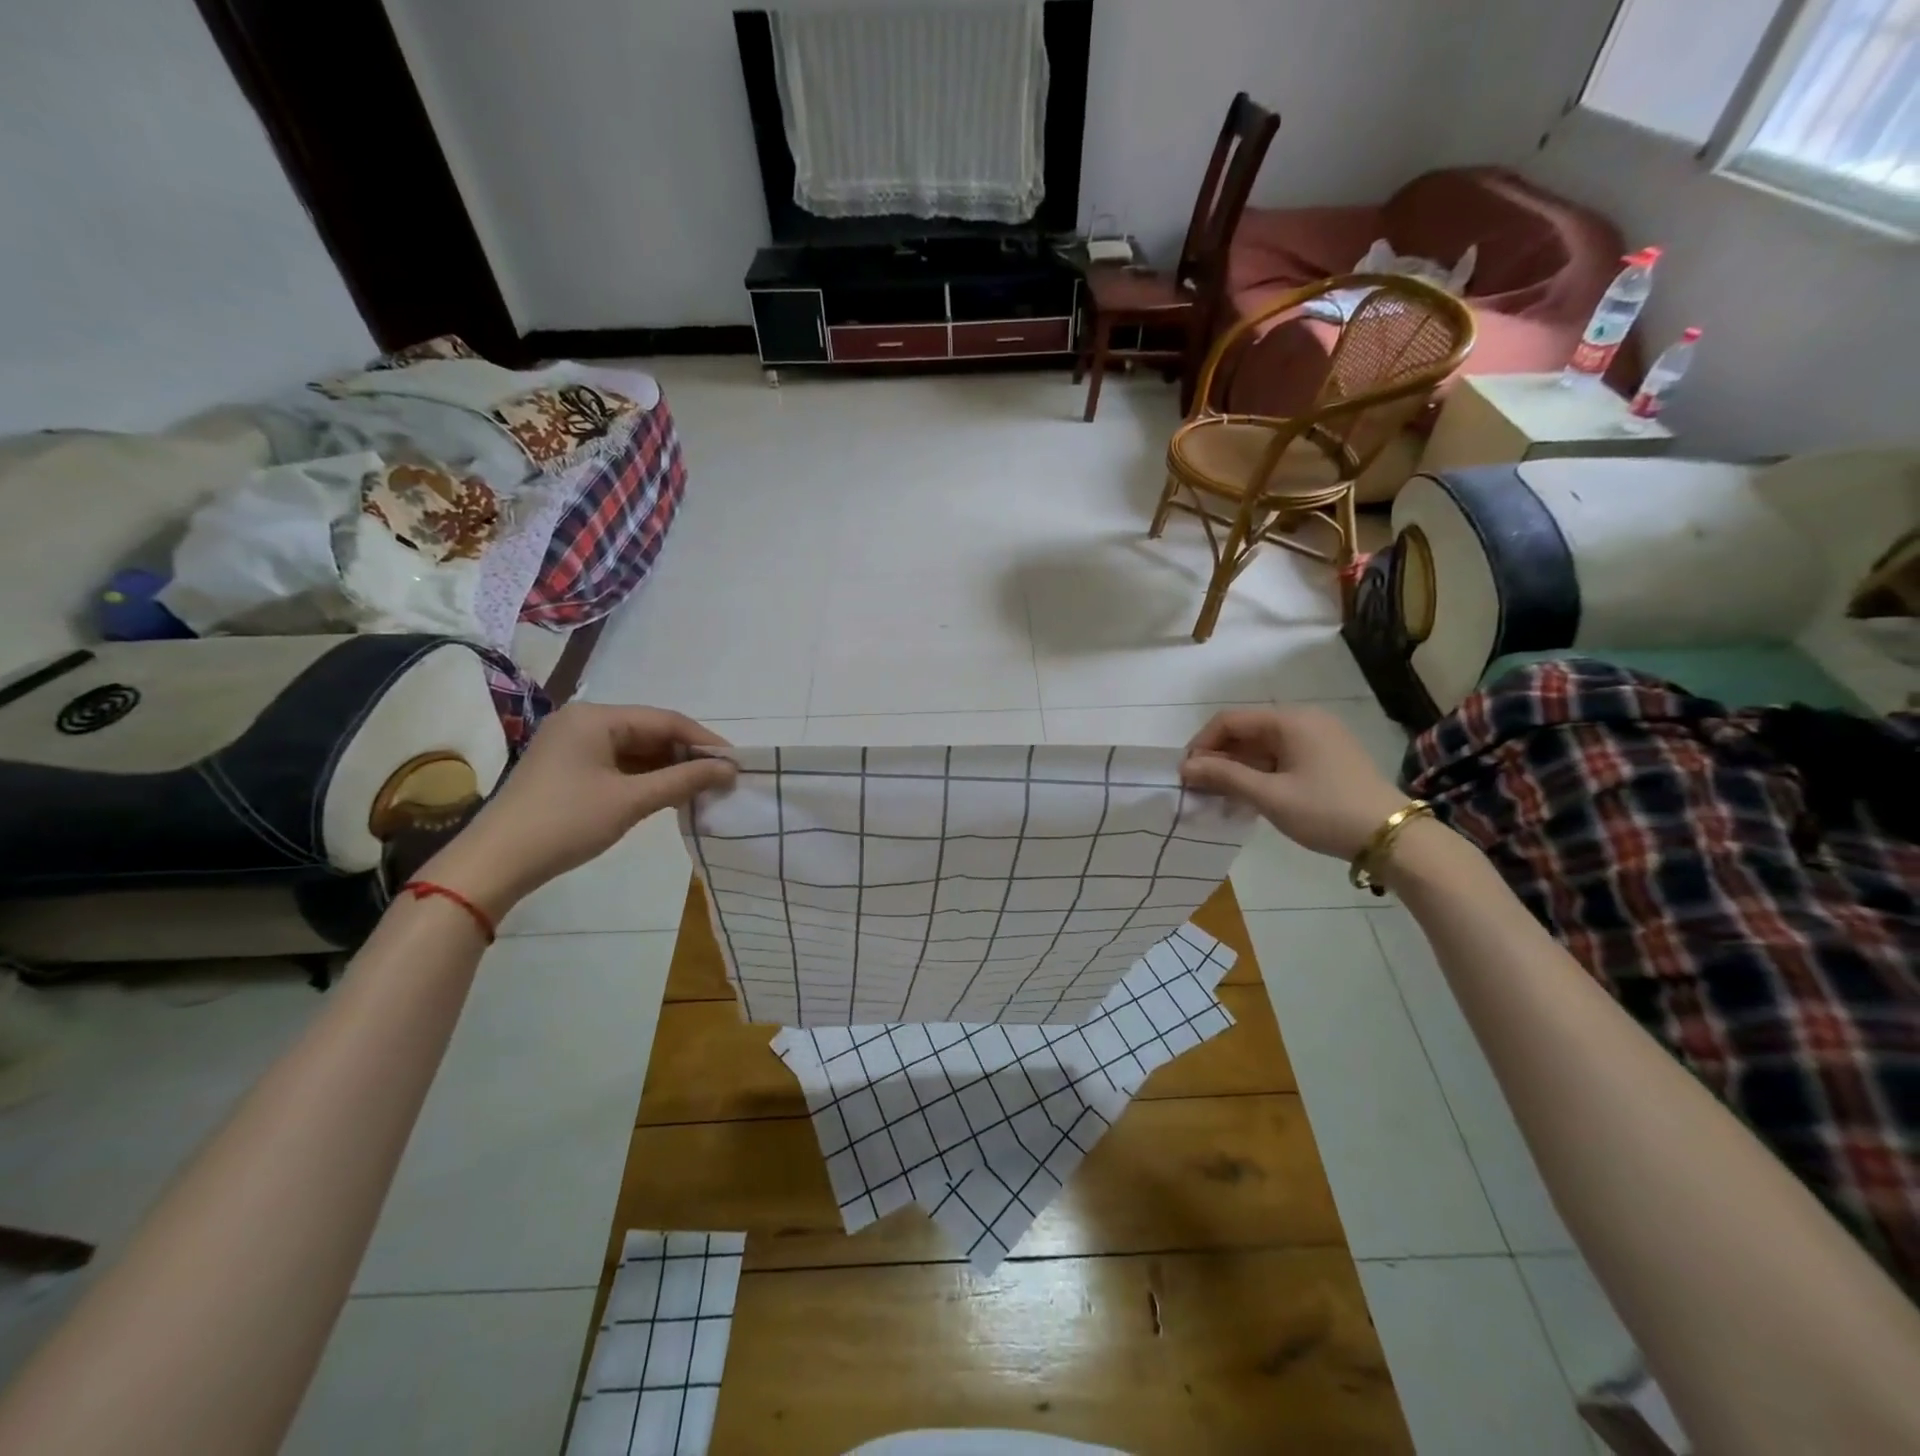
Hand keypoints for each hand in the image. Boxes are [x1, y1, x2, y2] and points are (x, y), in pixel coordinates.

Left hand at [420, 704, 736, 917]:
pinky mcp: (567, 769)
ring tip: (702, 788)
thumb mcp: (631, 801)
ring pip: (635, 749)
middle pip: (650, 731)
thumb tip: (729, 769)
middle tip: (722, 778)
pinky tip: (668, 794)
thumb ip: (683, 780)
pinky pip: (618, 764)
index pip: (665, 720)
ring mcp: (572, 745)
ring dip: (668, 768)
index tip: (736, 763)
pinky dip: (645, 778)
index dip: (704, 741)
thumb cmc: (566, 823)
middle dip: (687, 755)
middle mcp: (583, 722)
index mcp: (595, 717)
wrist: (494, 864)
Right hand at [1180, 707, 1405, 859]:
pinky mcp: (1328, 758)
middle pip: (1246, 731)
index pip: (1229, 721)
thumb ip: (1224, 777)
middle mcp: (1304, 720)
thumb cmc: (1326, 811)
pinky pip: (1281, 757)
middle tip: (1198, 788)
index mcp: (1290, 720)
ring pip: (1263, 746)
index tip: (1186, 774)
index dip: (1202, 745)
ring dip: (1237, 768)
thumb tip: (1185, 767)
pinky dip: (1260, 773)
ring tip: (1219, 796)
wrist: (1394, 837)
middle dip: (1218, 758)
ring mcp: (1319, 738)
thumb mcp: (1269, 796)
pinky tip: (1248, 797)